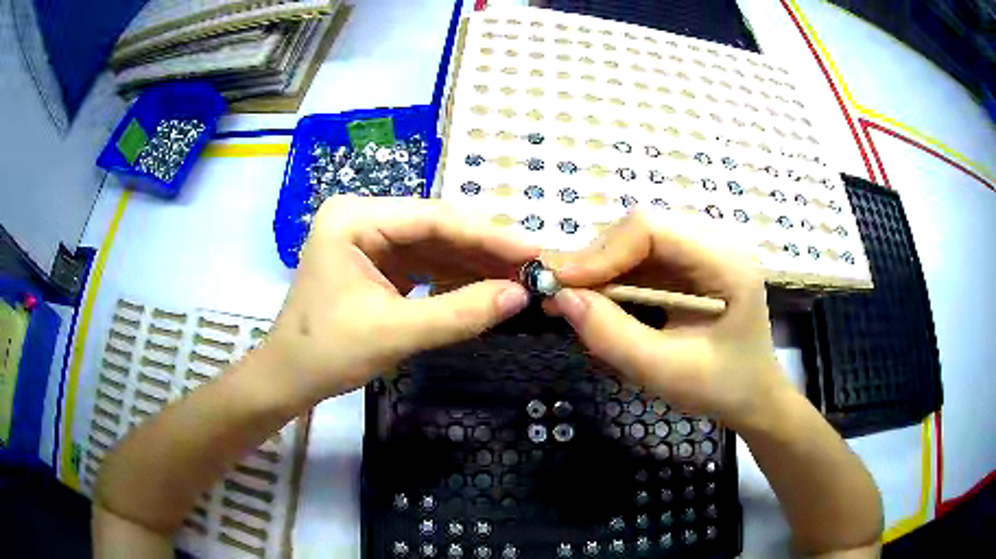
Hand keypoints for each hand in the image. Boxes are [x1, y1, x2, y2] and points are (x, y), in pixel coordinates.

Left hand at [261, 197, 537, 407]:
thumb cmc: (327, 353)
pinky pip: (423, 263)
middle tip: (533, 266)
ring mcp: (369, 238)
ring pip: (433, 245)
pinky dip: (454, 277)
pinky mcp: (377, 261)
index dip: (487, 234)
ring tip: (518, 277)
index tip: (533, 249)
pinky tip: (486, 286)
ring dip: (473, 263)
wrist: (289, 378)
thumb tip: (521, 296)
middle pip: (435, 227)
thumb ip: (459, 313)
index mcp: (354, 217)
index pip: (432, 218)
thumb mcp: (395, 332)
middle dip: (484, 249)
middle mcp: (362, 217)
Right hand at [543, 212, 788, 431]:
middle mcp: (714, 245)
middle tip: (557, 295)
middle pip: (641, 231)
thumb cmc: (720, 388)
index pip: (652, 230)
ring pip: (636, 245)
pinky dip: (613, 282)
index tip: (562, 285)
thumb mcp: (665, 371)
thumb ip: (612, 336)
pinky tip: (593, 302)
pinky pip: (642, 263)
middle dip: (595, 261)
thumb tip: (561, 298)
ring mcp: (702, 255)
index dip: (601, 252)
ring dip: (599, 271)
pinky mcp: (690, 270)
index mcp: (724, 263)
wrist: (752, 398)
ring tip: (566, 300)